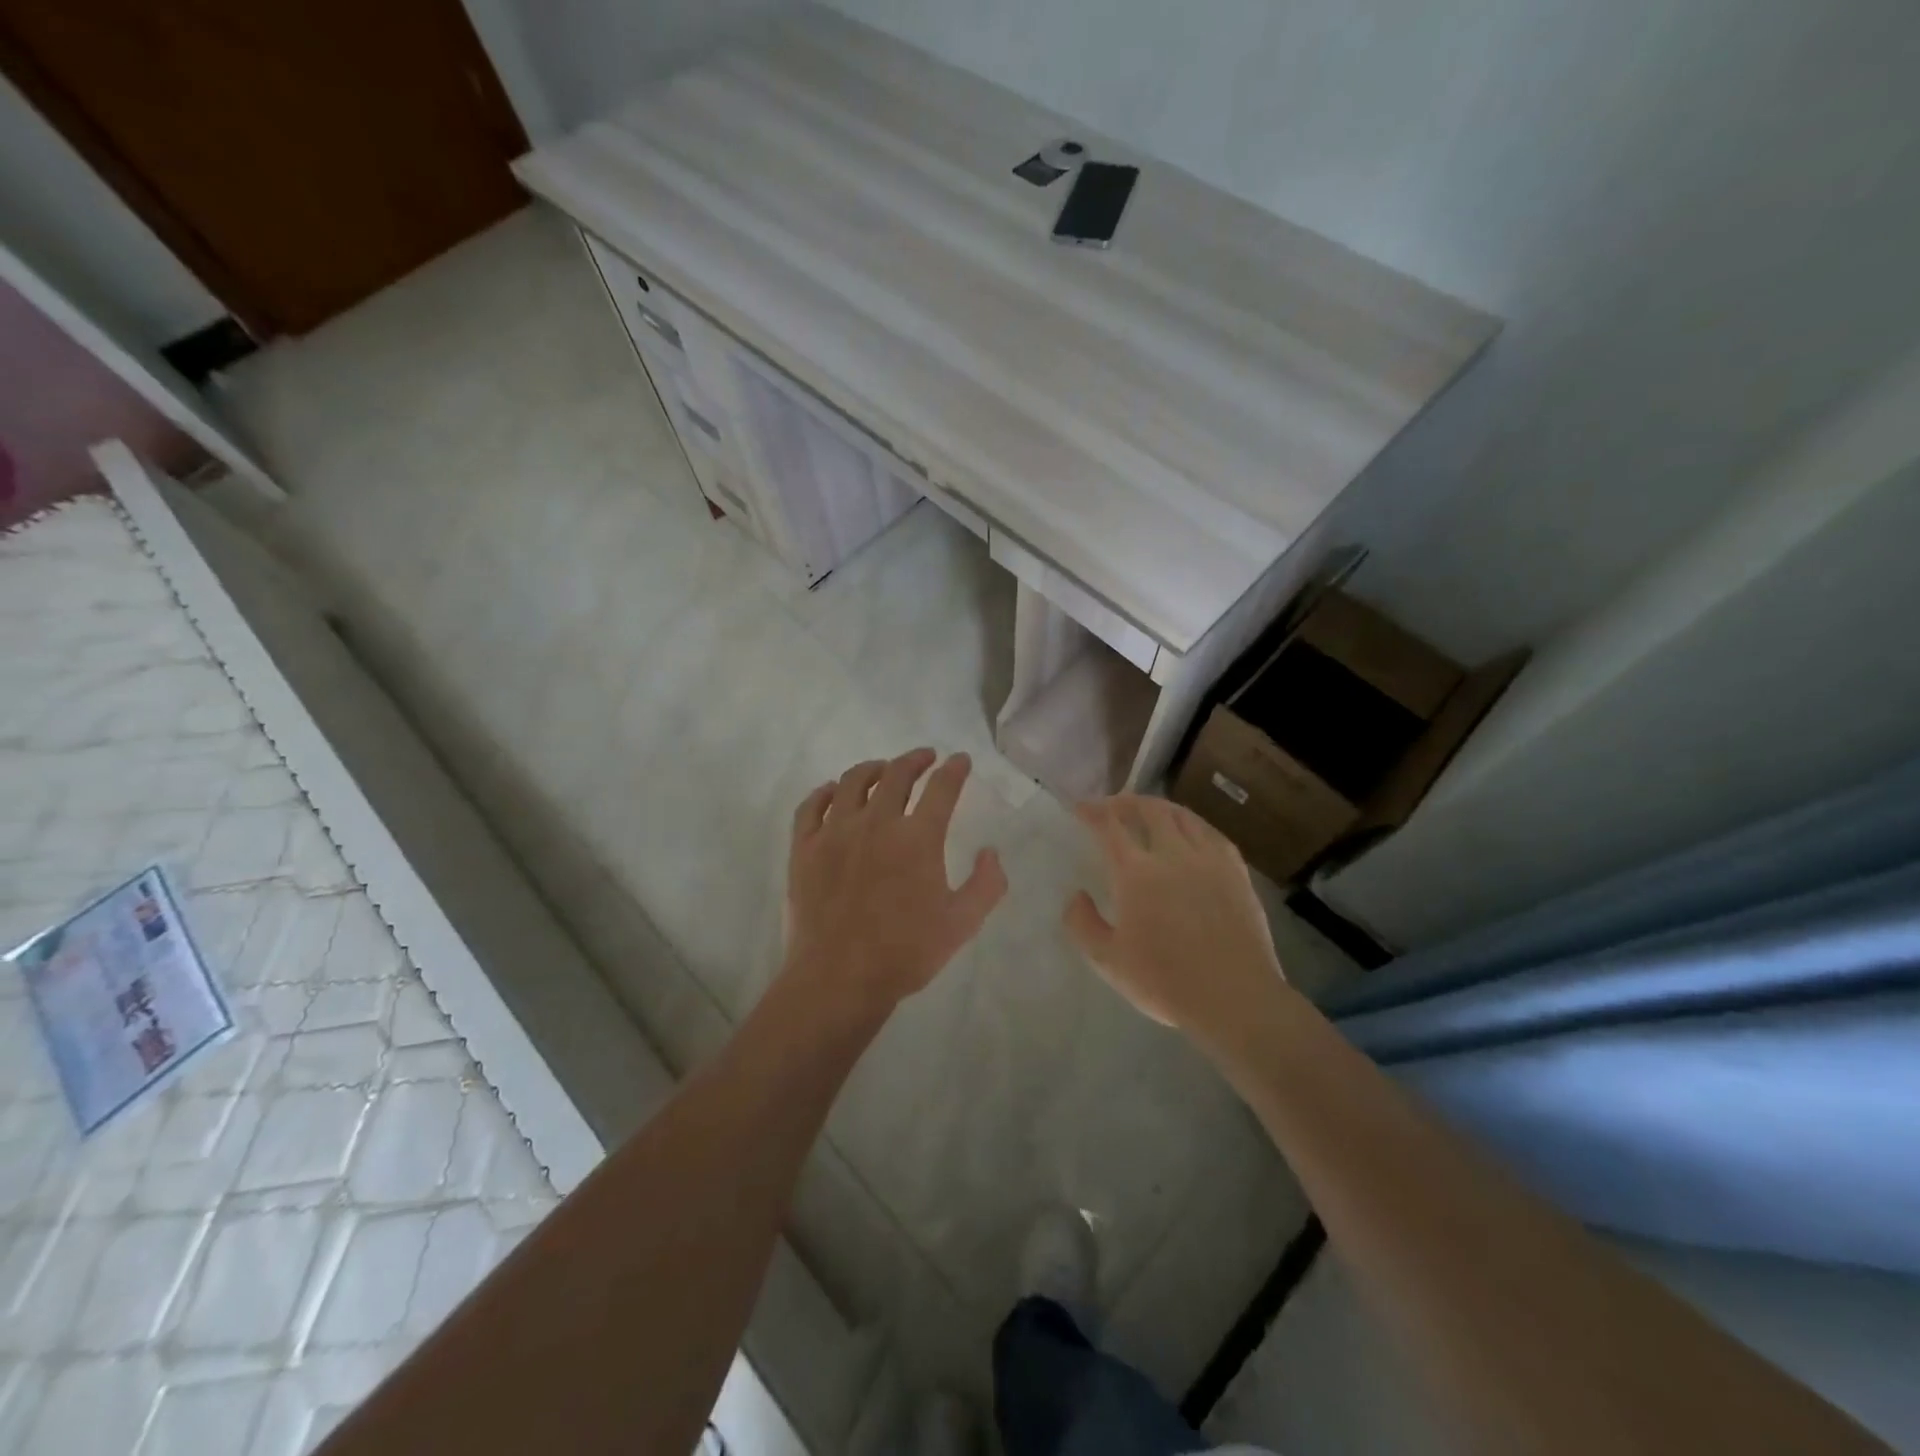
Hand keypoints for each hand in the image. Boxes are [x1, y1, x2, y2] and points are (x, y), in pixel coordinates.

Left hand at [785, 749, 1007, 1012]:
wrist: (839, 978)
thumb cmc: (906, 952)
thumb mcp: (962, 924)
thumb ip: (986, 884)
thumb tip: (991, 852)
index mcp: (918, 838)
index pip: (942, 788)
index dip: (955, 769)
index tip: (960, 760)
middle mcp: (876, 823)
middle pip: (897, 774)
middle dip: (916, 760)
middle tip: (925, 758)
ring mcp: (835, 832)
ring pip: (853, 782)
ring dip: (873, 769)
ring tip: (882, 769)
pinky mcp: (804, 848)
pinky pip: (811, 806)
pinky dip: (825, 792)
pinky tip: (833, 791)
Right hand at [1064, 795, 1285, 1043]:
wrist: (1234, 998)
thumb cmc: (1165, 982)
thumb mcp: (1108, 961)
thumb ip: (1082, 924)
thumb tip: (1076, 895)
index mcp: (1136, 873)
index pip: (1110, 826)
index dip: (1092, 812)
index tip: (1081, 809)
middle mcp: (1172, 854)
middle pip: (1148, 810)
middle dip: (1126, 802)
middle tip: (1113, 806)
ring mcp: (1209, 859)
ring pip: (1182, 816)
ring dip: (1159, 807)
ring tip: (1149, 810)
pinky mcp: (1236, 871)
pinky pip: (1211, 833)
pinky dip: (1192, 823)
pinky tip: (1190, 831)